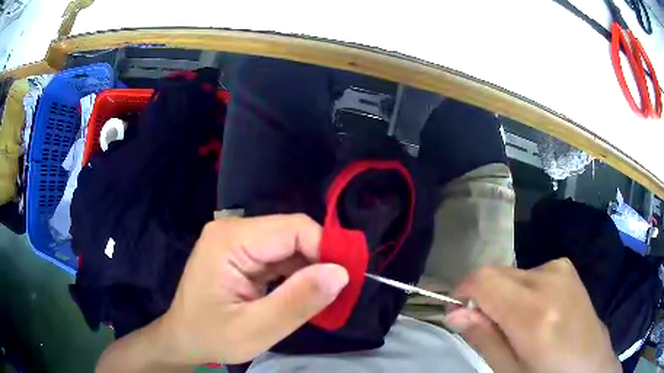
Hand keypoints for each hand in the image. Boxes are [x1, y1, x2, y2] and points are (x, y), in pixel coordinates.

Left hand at [96, 214, 348, 371]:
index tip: (347, 280)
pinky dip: (297, 273)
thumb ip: (297, 302)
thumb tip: (340, 273)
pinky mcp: (242, 253)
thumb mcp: (255, 330)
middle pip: (292, 233)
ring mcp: (236, 240)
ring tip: (322, 296)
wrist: (184, 339)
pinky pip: (280, 255)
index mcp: (230, 240)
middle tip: (337, 292)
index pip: (293, 229)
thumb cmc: (212, 336)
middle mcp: (233, 230)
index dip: (326, 249)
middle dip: (320, 260)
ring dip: (310, 268)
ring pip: (289, 244)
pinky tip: (302, 292)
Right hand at [444, 259, 620, 372]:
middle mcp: (549, 280)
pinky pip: (529, 272)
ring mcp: (561, 269)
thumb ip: (483, 338)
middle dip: (482, 297)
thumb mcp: (509, 371)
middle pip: (495, 272)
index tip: (458, 315)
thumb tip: (454, 313)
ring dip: (502, 295)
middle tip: (489, 327)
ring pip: (511, 273)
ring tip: (516, 324)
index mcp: (534, 313)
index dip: (462, 293)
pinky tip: (535, 312)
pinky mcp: (567, 267)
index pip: (483, 279)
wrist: (590, 365)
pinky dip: (520, 290)